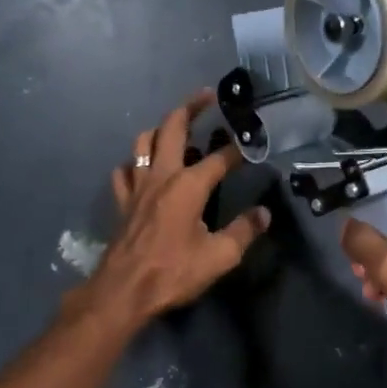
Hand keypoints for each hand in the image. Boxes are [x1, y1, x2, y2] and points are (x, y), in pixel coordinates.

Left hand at [81, 91, 269, 329]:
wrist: (124, 290)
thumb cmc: (173, 272)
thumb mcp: (219, 257)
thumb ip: (244, 231)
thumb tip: (264, 214)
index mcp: (189, 185)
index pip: (220, 158)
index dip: (238, 149)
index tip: (252, 142)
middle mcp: (162, 175)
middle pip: (172, 127)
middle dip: (190, 107)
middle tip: (206, 96)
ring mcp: (137, 186)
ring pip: (143, 142)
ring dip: (160, 129)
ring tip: (175, 129)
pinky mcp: (122, 201)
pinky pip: (124, 171)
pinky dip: (135, 163)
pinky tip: (143, 169)